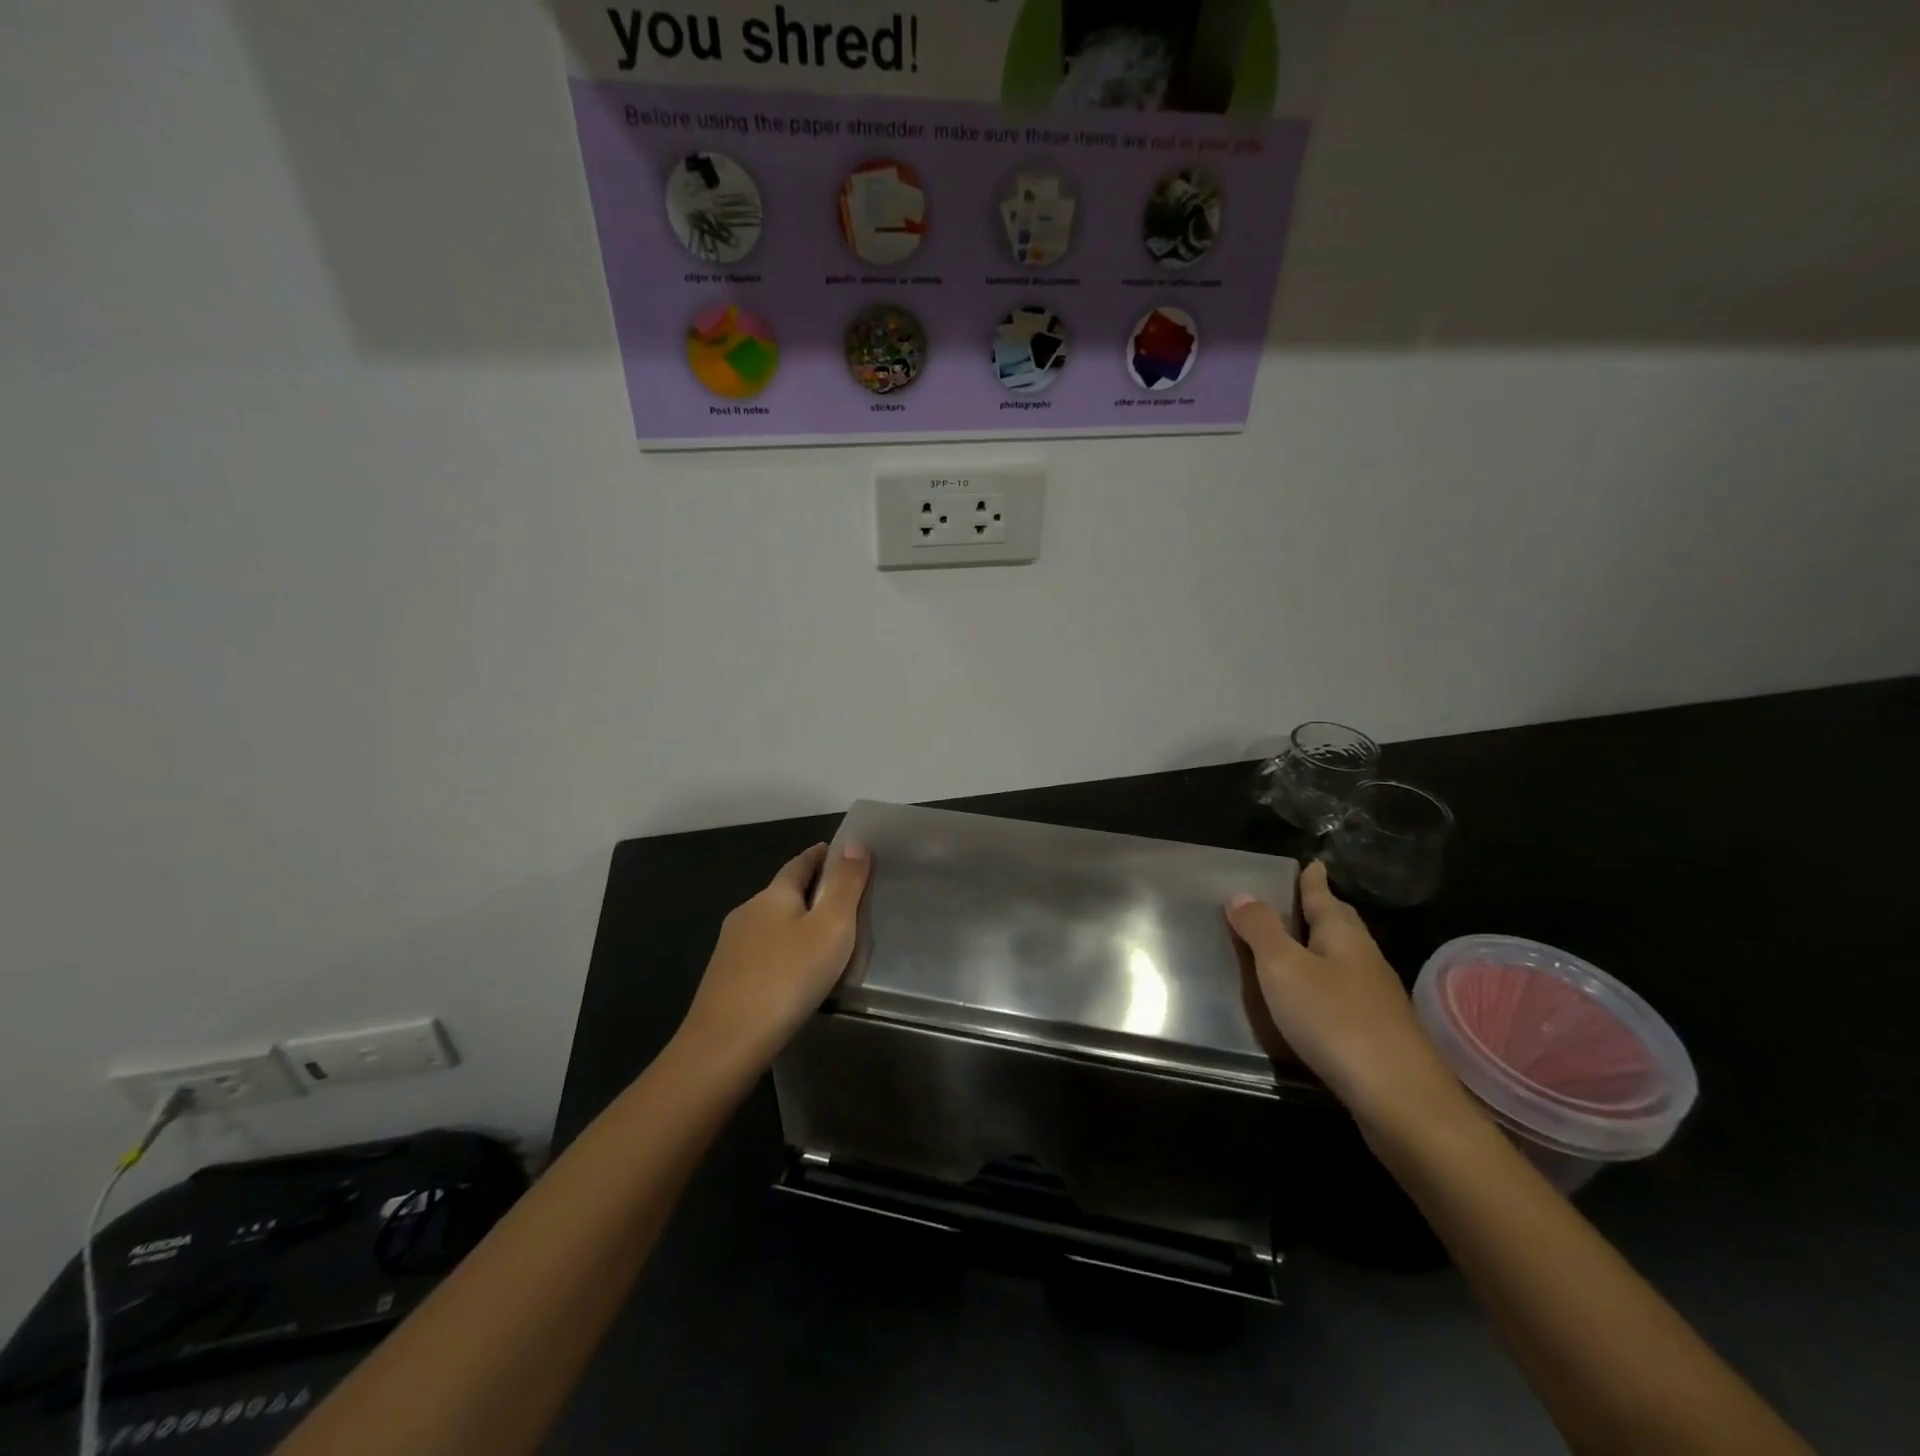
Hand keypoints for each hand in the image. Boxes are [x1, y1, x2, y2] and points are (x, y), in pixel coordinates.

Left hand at [678, 840, 871, 1070]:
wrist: (726, 1043)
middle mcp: (747, 912)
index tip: (840, 852)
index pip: (800, 863)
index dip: (821, 855)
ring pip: (771, 924)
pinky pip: (762, 953)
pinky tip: (794, 974)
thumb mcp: (831, 927)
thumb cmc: (788, 977)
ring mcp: (731, 946)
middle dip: (810, 891)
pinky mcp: (725, 978)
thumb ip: (845, 884)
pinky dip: (782, 952)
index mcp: (773, 894)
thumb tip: (853, 841)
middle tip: (842, 900)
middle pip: (783, 892)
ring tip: (823, 941)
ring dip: (795, 924)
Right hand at [1226, 862, 1471, 1136]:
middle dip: (1319, 910)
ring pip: (1341, 960)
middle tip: (1297, 897)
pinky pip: (1341, 993)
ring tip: (1293, 945)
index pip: (1323, 896)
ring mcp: (1375, 999)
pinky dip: (1321, 985)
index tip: (1312, 862)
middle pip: (1338, 925)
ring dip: (1319, 949)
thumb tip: (1242, 893)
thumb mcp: (1284, 968)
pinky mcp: (1376, 1034)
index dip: (1313, 880)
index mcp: (1343, 935)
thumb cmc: (1335, 1020)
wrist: (1402, 1101)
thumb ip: (1261, 930)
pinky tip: (1309, 1001)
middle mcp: (1364, 959)